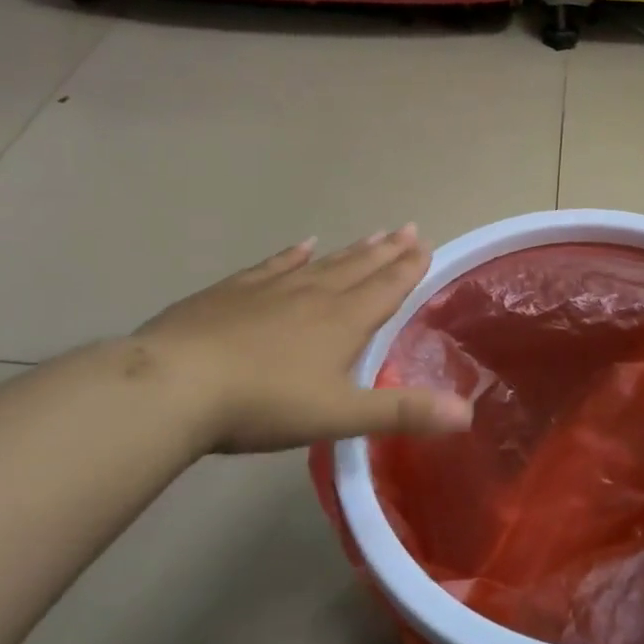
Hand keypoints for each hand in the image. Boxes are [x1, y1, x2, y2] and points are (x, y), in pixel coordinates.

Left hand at [133, 227, 472, 454]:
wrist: (175, 385)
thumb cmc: (265, 403)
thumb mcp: (341, 416)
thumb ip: (404, 413)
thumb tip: (468, 414)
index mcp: (343, 322)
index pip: (387, 288)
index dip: (409, 268)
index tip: (426, 244)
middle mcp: (314, 296)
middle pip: (359, 268)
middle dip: (388, 251)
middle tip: (409, 228)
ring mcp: (271, 289)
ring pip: (323, 263)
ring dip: (352, 250)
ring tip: (374, 233)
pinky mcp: (232, 293)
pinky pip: (274, 265)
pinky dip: (293, 254)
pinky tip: (303, 245)